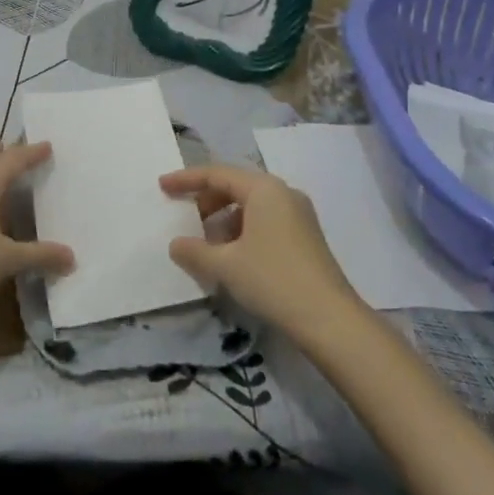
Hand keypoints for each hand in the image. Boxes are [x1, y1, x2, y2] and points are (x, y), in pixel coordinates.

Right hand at [162, 164, 358, 336]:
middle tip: (185, 218)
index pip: (216, 174)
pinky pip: (265, 221)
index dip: (186, 180)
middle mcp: (283, 193)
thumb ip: (194, 251)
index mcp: (263, 189)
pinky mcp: (306, 237)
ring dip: (224, 219)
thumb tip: (176, 245)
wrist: (330, 320)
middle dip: (206, 200)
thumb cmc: (273, 279)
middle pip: (235, 186)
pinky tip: (233, 257)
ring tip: (208, 244)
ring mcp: (299, 214)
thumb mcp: (225, 266)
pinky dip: (243, 230)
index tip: (162, 186)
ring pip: (251, 206)